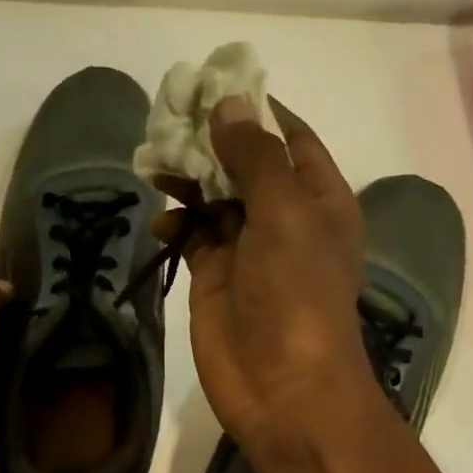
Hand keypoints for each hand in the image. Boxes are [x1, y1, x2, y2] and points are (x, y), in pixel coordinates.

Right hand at [154, 96, 372, 452]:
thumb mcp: (284, 213)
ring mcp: (247, 249)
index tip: (212, 86)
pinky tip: (159, 220)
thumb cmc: (296, 294)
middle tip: (167, 119)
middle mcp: (284, 218)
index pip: (288, 138)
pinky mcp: (215, 278)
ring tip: (153, 161)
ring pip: (213, 199)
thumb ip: (255, 158)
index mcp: (318, 197)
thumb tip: (227, 105)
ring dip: (187, 180)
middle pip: (244, 164)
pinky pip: (192, 237)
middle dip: (210, 142)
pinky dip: (175, 224)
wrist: (282, 386)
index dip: (254, 110)